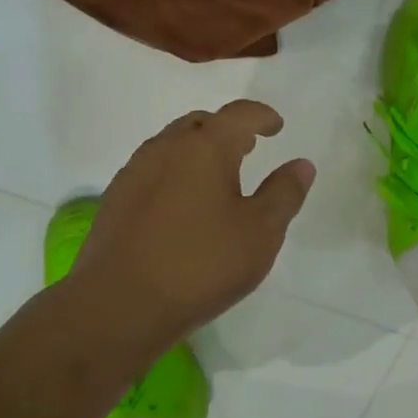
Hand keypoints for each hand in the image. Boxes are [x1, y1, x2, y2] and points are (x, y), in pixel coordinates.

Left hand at [67, 100, 315, 346]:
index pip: (239, 114)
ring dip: (197, 151)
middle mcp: (166, 147)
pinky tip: (181, 206)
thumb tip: (301, 164)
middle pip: (201, 123)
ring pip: (171, 145)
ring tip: (215, 178)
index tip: (276, 126)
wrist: (119, 304)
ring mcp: (135, 171)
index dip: (262, 116)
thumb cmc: (201, 263)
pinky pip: (152, 170)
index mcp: (205, 146)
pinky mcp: (115, 199)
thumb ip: (284, 193)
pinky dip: (174, 173)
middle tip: (247, 149)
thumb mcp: (260, 232)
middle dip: (226, 130)